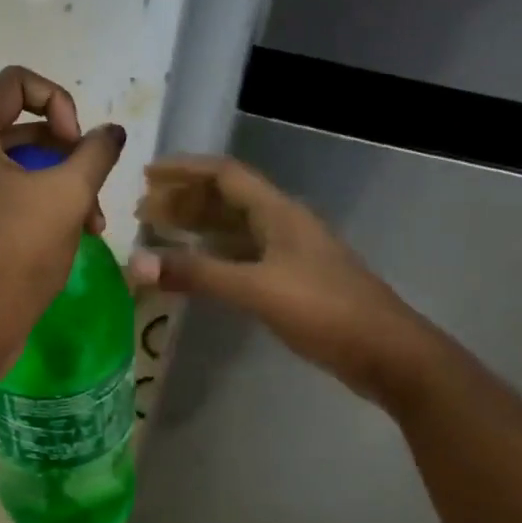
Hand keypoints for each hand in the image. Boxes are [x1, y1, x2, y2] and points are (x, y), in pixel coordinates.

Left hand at [0, 67, 125, 367]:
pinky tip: (75, 230)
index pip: (17, 82)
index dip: (59, 101)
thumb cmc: (17, 251)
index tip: (76, 143)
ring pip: (20, 161)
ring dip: (62, 181)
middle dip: (67, 151)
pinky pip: (7, 188)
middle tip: (92, 185)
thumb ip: (96, 152)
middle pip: (22, 123)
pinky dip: (40, 199)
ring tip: (94, 219)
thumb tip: (112, 132)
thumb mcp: (68, 195)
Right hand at [129, 155, 438, 403]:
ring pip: (233, 228)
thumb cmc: (324, 310)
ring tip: (157, 233)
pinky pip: (242, 255)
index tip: (146, 175)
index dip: (184, 170)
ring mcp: (289, 253)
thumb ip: (197, 274)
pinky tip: (194, 267)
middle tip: (142, 210)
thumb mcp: (256, 289)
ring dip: (197, 227)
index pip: (225, 174)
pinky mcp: (291, 280)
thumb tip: (134, 263)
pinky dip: (213, 255)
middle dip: (184, 200)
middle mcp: (282, 223)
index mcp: (278, 212)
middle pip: (226, 199)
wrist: (387, 353)